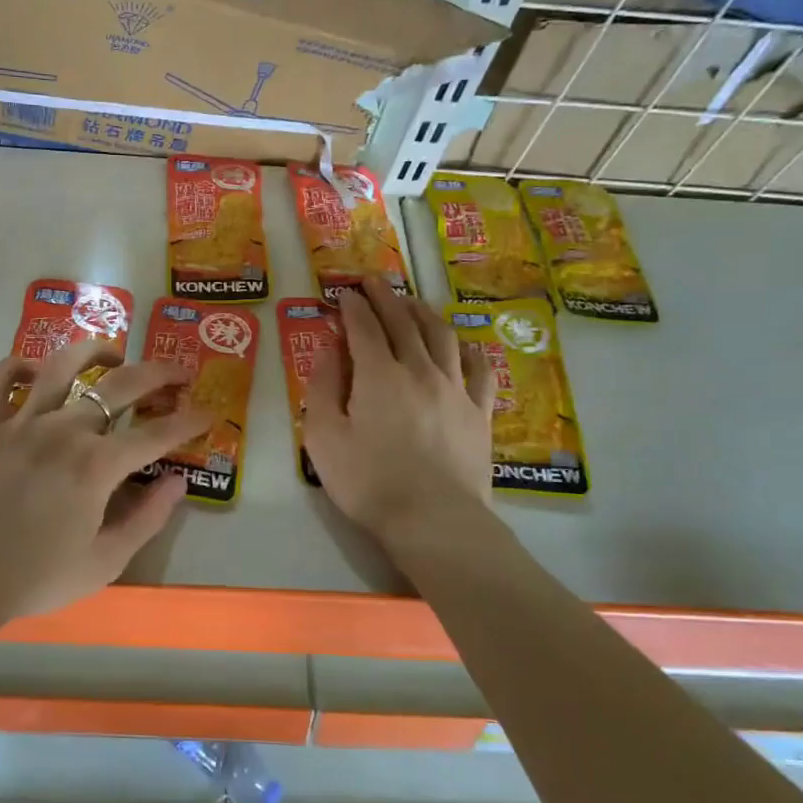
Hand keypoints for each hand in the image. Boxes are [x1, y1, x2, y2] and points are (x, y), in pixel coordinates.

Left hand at [0, 339, 213, 621]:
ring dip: (94, 350)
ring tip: (113, 353)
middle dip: (158, 373)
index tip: (207, 413)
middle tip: (178, 373)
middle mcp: (63, 431)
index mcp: (97, 466)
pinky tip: (34, 370)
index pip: (156, 433)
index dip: (188, 421)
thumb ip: (147, 518)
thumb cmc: (35, 578)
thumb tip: (178, 481)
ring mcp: (20, 423)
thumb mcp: (105, 562)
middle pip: (119, 385)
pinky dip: (16, 365)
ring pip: (61, 365)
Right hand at [305, 277, 497, 545]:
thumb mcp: (323, 438)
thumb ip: (322, 388)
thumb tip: (330, 350)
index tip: (345, 293)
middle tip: (374, 282)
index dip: (353, 307)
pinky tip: (463, 345)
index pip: (364, 328)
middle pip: (403, 323)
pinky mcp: (479, 412)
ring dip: (424, 313)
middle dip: (386, 298)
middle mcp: (419, 370)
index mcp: (378, 375)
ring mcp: (456, 389)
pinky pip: (479, 369)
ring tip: (412, 303)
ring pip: (442, 336)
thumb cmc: (369, 482)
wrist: (435, 520)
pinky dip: (468, 349)